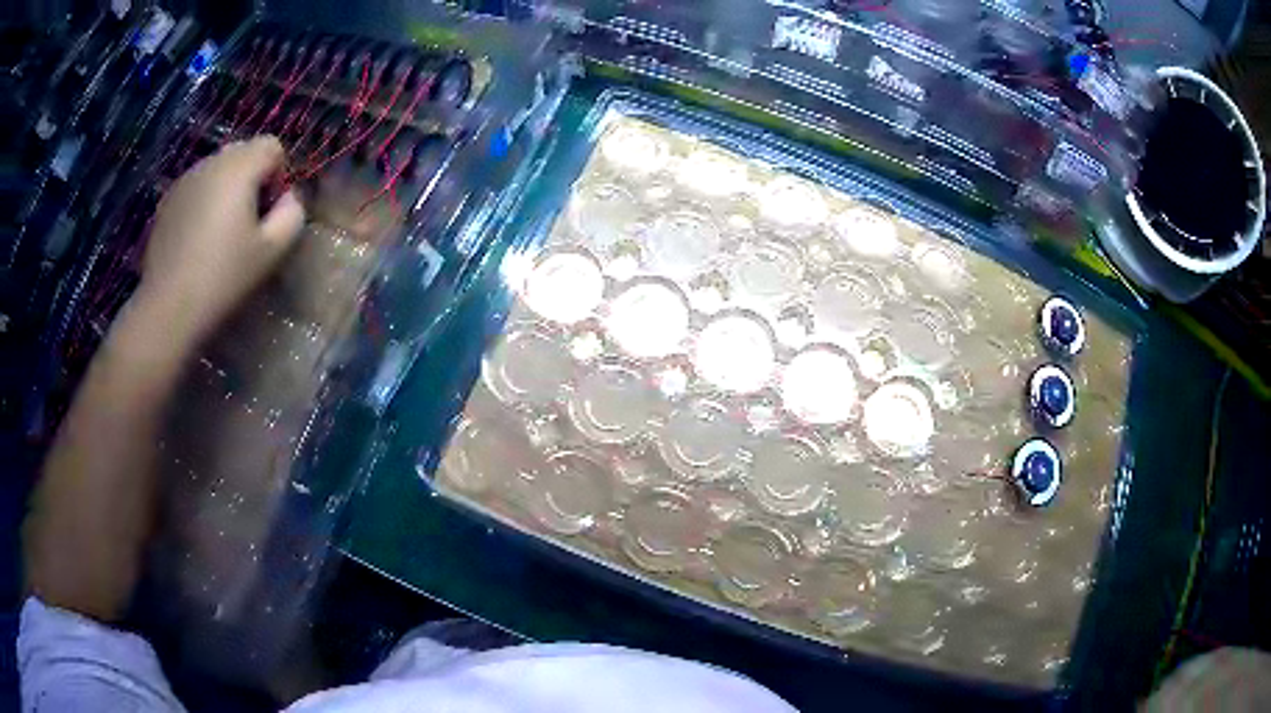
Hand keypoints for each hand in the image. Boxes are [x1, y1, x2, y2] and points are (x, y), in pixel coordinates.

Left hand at [135, 136, 305, 345]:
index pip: (272, 146)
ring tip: (219, 233)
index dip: (278, 175)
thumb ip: (292, 215)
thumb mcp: (272, 251)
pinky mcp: (166, 201)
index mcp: (239, 167)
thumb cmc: (223, 277)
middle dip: (251, 179)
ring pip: (217, 169)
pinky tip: (197, 240)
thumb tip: (288, 199)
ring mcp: (184, 180)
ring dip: (225, 190)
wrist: (168, 308)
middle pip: (243, 152)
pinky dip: (203, 202)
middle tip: (247, 222)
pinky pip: (196, 188)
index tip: (269, 212)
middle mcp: (211, 162)